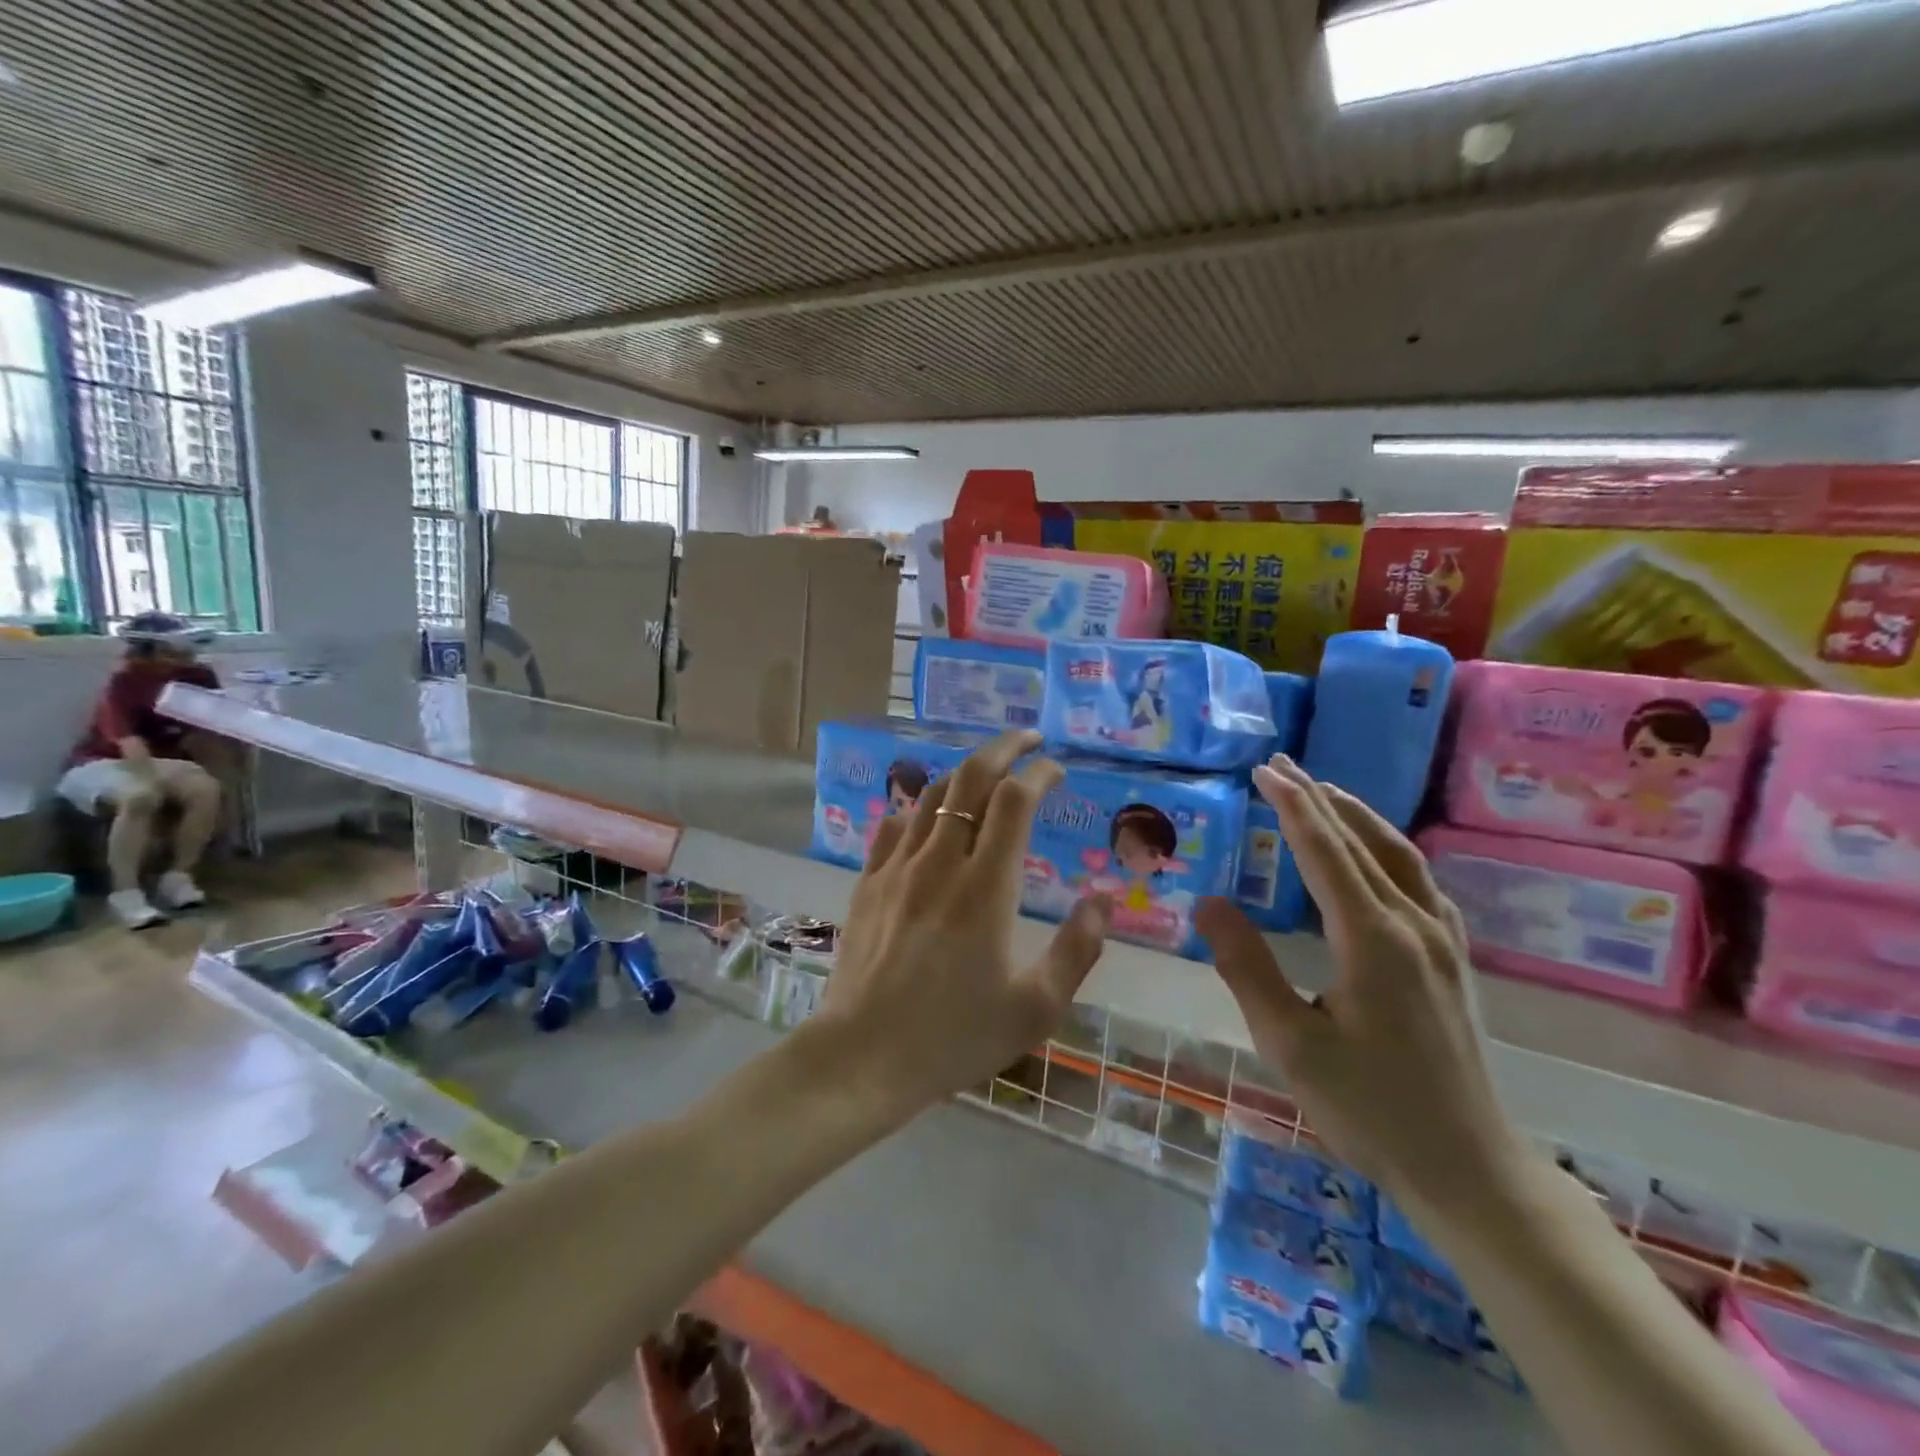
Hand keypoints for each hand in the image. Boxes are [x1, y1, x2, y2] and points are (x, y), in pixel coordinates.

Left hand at [819, 730, 1111, 1118]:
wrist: (863, 1057)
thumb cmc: (954, 1037)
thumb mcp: (1034, 1009)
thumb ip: (1076, 950)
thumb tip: (1103, 898)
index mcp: (986, 888)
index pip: (1015, 801)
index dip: (1040, 774)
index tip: (1058, 769)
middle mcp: (940, 862)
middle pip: (971, 779)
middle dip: (1003, 748)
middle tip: (1028, 739)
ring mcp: (897, 868)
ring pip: (932, 796)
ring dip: (964, 773)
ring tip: (987, 772)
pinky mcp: (868, 882)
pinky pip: (895, 825)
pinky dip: (921, 808)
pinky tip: (930, 818)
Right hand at [1196, 755, 1525, 1217]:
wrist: (1469, 1169)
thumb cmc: (1370, 1109)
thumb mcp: (1289, 1044)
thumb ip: (1247, 967)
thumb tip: (1208, 903)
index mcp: (1372, 939)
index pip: (1324, 851)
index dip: (1291, 806)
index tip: (1263, 770)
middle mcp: (1414, 925)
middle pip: (1363, 842)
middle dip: (1320, 799)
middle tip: (1282, 766)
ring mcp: (1442, 941)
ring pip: (1400, 857)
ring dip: (1357, 818)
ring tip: (1323, 794)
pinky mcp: (1452, 961)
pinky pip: (1420, 883)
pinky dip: (1388, 851)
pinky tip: (1376, 858)